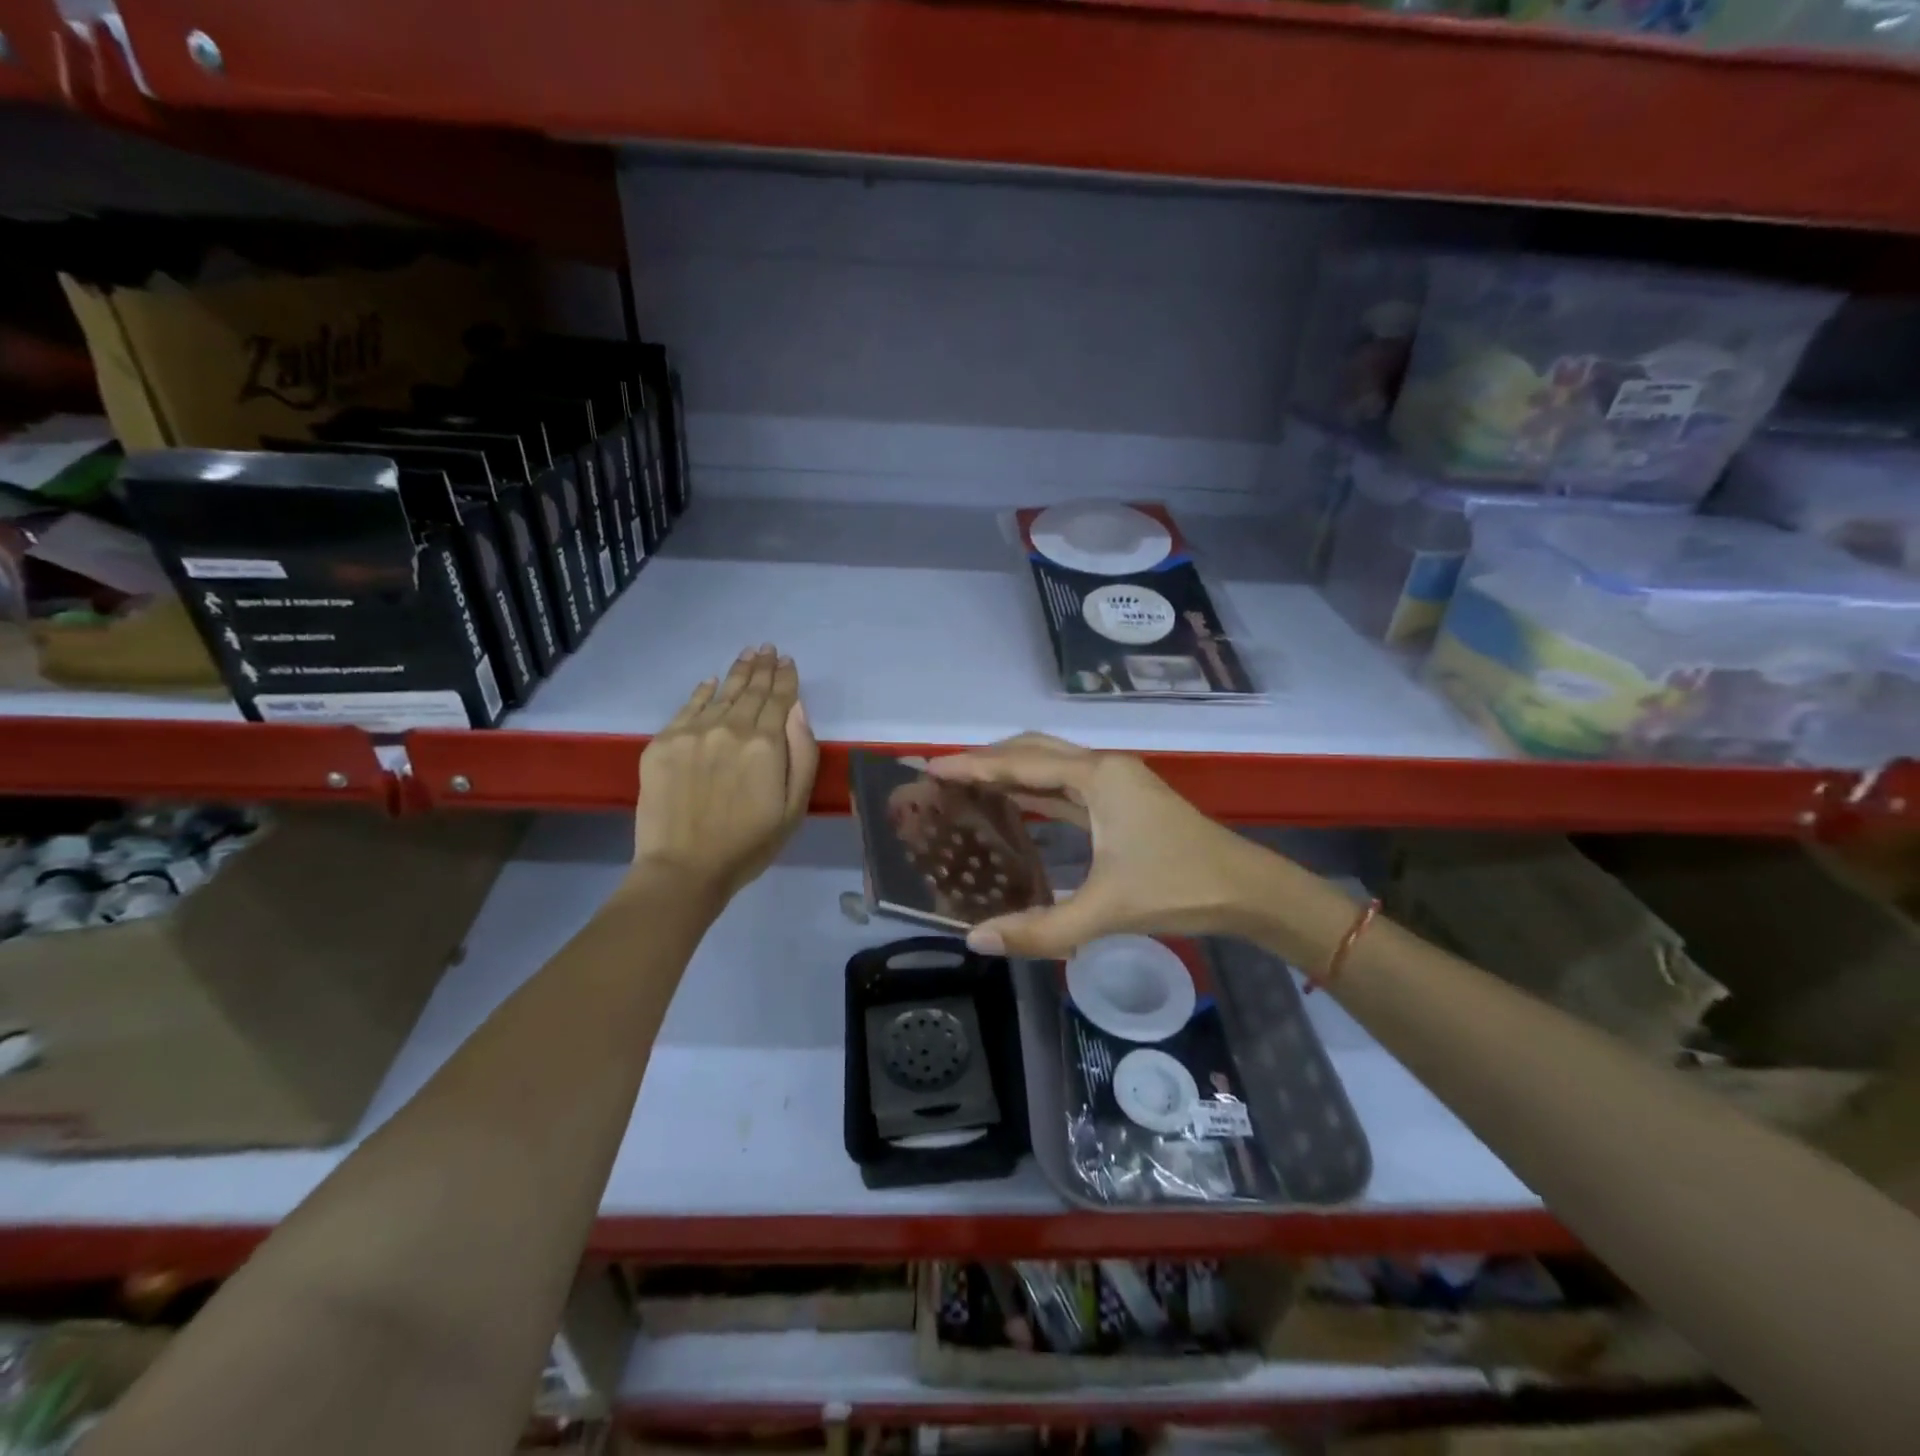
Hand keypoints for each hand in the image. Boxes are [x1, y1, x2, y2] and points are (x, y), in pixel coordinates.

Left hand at [631, 647, 818, 903]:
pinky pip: (687, 707)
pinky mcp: (663, 743)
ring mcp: (692, 733)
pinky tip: (710, 682)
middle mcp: (729, 728)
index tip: (788, 661)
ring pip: (720, 693)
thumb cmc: (749, 844)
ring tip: (747, 654)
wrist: (684, 868)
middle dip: (762, 668)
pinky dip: (702, 692)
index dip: (785, 679)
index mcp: (765, 743)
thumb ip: (801, 753)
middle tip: (767, 648)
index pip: (779, 700)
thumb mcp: (794, 806)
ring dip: (736, 672)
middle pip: (750, 690)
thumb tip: (797, 709)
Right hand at [926, 733, 1266, 958]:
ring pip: (1053, 764)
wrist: (1248, 889)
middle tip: (945, 775)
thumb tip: (977, 940)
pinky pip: (1067, 785)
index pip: (1021, 764)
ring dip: (1012, 770)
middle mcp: (1104, 768)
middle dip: (988, 758)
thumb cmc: (1178, 888)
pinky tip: (1016, 804)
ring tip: (969, 785)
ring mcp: (1117, 782)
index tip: (931, 768)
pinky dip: (1036, 789)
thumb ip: (1040, 929)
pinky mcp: (1124, 801)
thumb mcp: (1105, 912)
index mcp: (1097, 778)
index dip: (973, 766)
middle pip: (1034, 750)